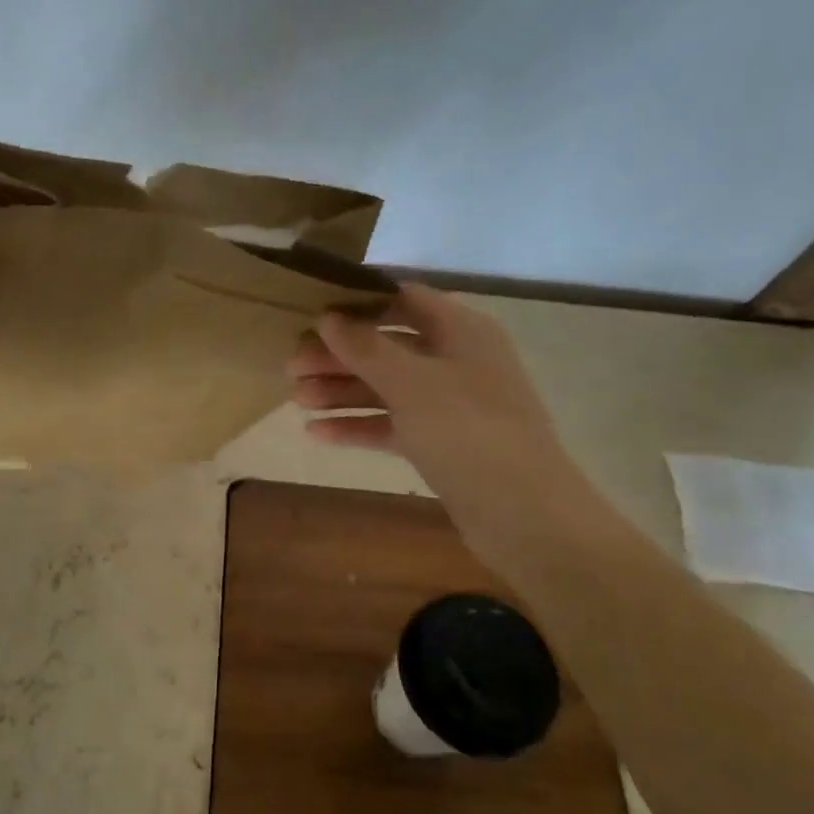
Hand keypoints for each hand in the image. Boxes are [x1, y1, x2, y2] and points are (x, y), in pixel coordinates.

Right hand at [287, 284, 589, 539]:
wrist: (522, 513)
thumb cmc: (467, 430)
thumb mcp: (410, 382)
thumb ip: (365, 347)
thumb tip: (328, 317)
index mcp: (461, 330)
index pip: (403, 300)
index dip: (358, 303)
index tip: (312, 314)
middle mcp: (456, 360)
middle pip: (387, 346)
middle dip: (339, 356)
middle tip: (291, 367)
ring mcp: (450, 404)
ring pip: (386, 388)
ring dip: (342, 392)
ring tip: (296, 400)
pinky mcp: (441, 443)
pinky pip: (393, 424)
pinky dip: (358, 425)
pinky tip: (317, 434)